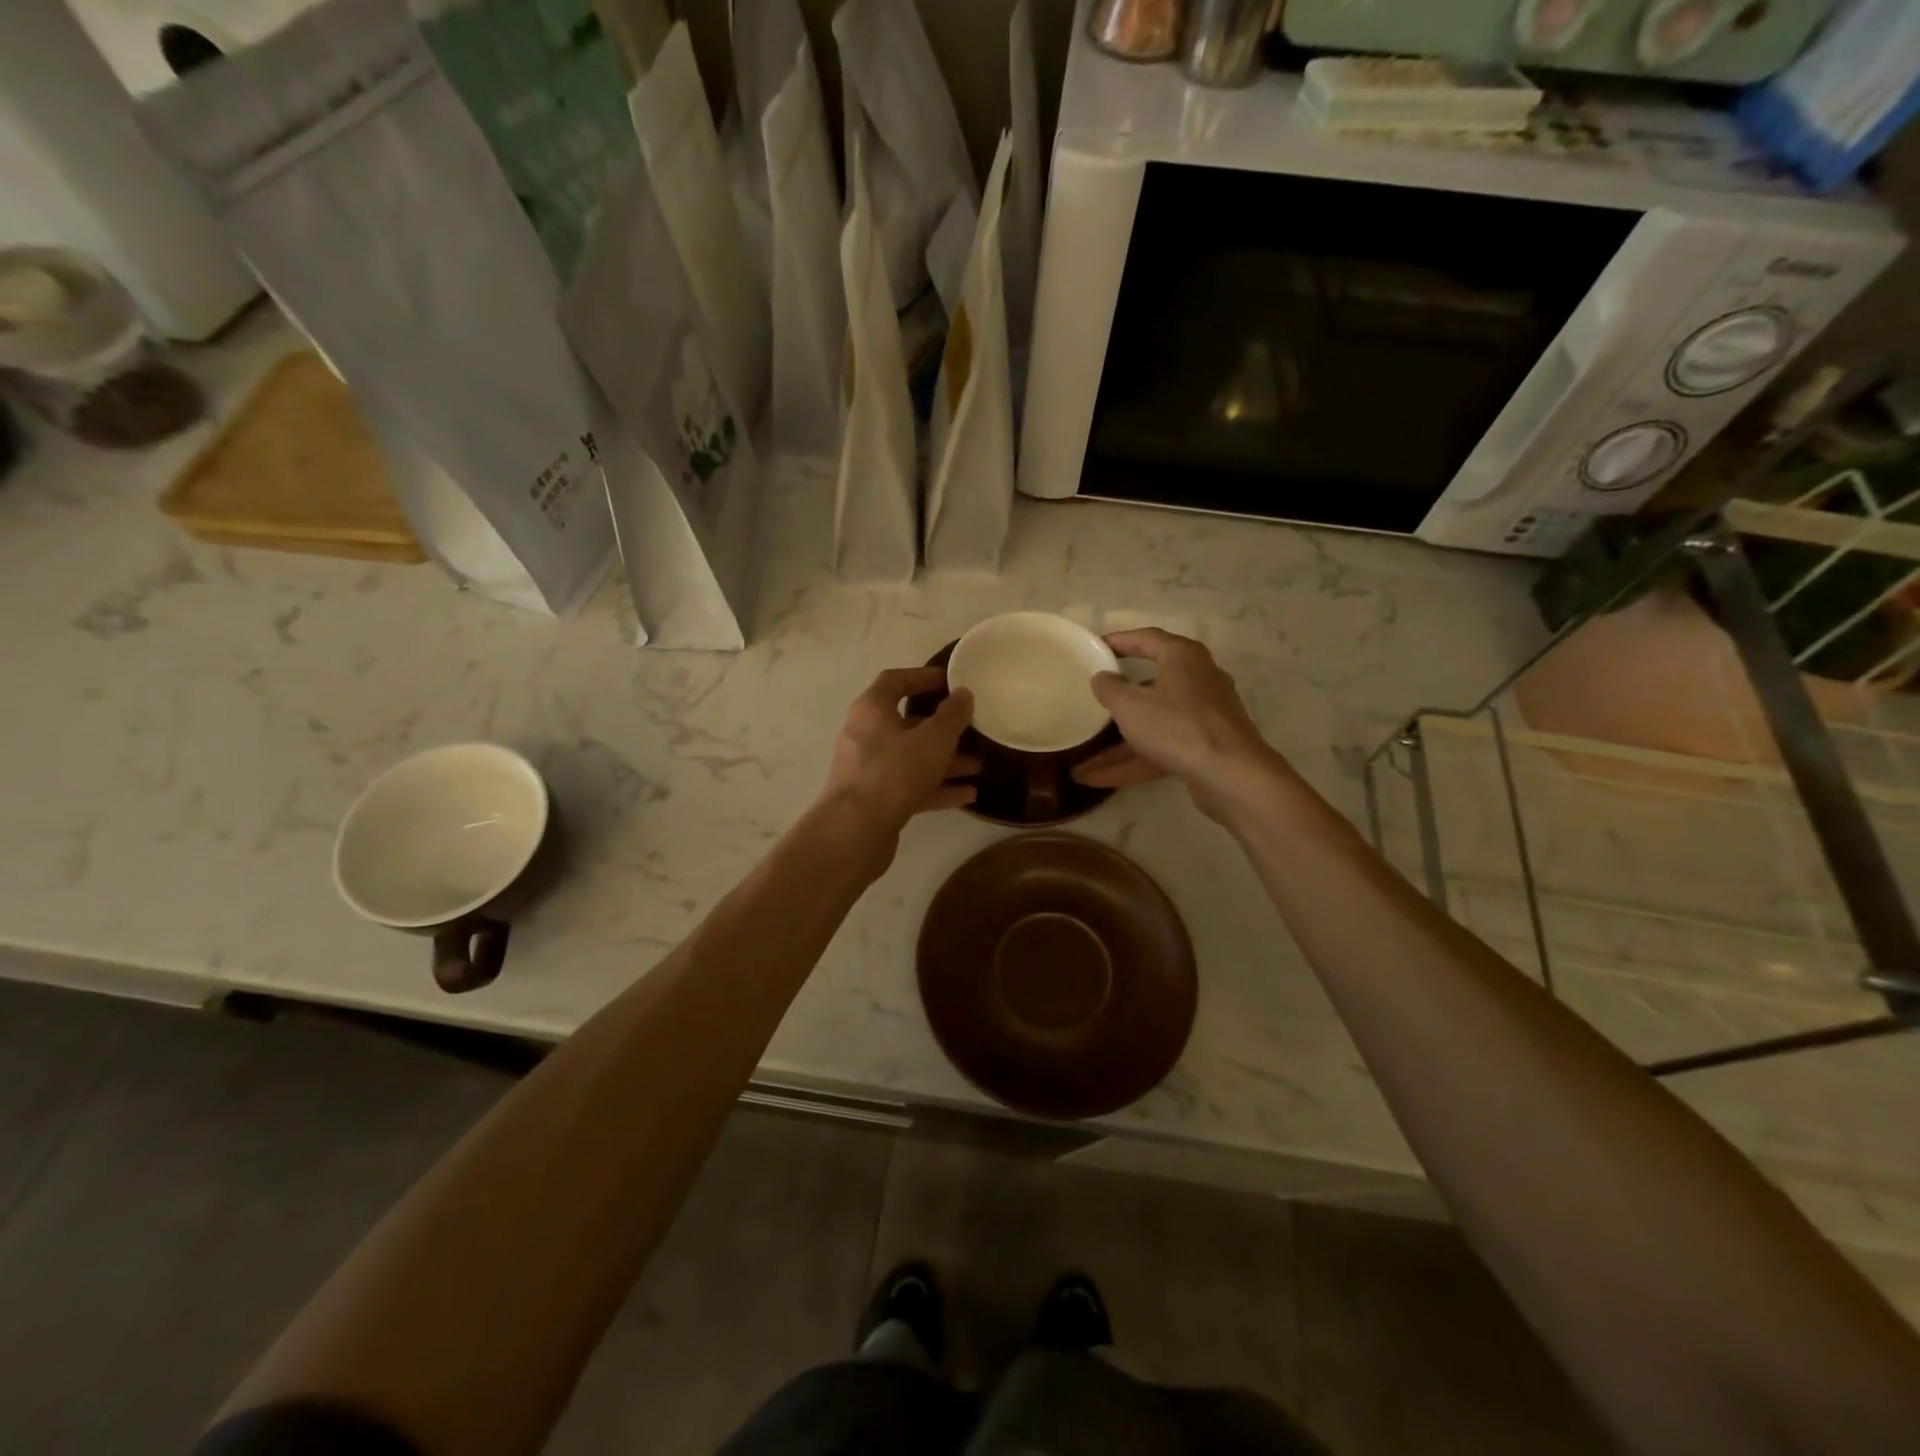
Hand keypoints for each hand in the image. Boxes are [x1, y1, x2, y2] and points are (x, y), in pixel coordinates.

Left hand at [818, 668, 978, 847]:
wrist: (855, 831)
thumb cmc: (894, 773)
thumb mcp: (933, 740)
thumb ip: (952, 715)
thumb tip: (963, 694)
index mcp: (871, 710)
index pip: (895, 681)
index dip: (923, 677)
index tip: (950, 681)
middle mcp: (865, 735)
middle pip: (906, 722)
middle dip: (942, 727)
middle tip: (972, 727)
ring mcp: (868, 769)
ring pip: (912, 757)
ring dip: (945, 760)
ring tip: (980, 764)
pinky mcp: (875, 799)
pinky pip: (910, 785)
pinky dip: (936, 787)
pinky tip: (968, 794)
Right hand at [1072, 628, 1284, 823]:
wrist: (1231, 775)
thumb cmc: (1177, 726)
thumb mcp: (1130, 705)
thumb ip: (1110, 688)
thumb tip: (1102, 677)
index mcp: (1183, 657)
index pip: (1148, 639)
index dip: (1120, 641)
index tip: (1097, 647)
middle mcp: (1198, 681)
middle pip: (1152, 684)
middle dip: (1119, 699)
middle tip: (1094, 698)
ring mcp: (1203, 717)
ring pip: (1153, 724)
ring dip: (1118, 744)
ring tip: (1082, 761)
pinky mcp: (1204, 748)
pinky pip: (1161, 749)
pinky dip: (1133, 761)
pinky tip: (1098, 780)